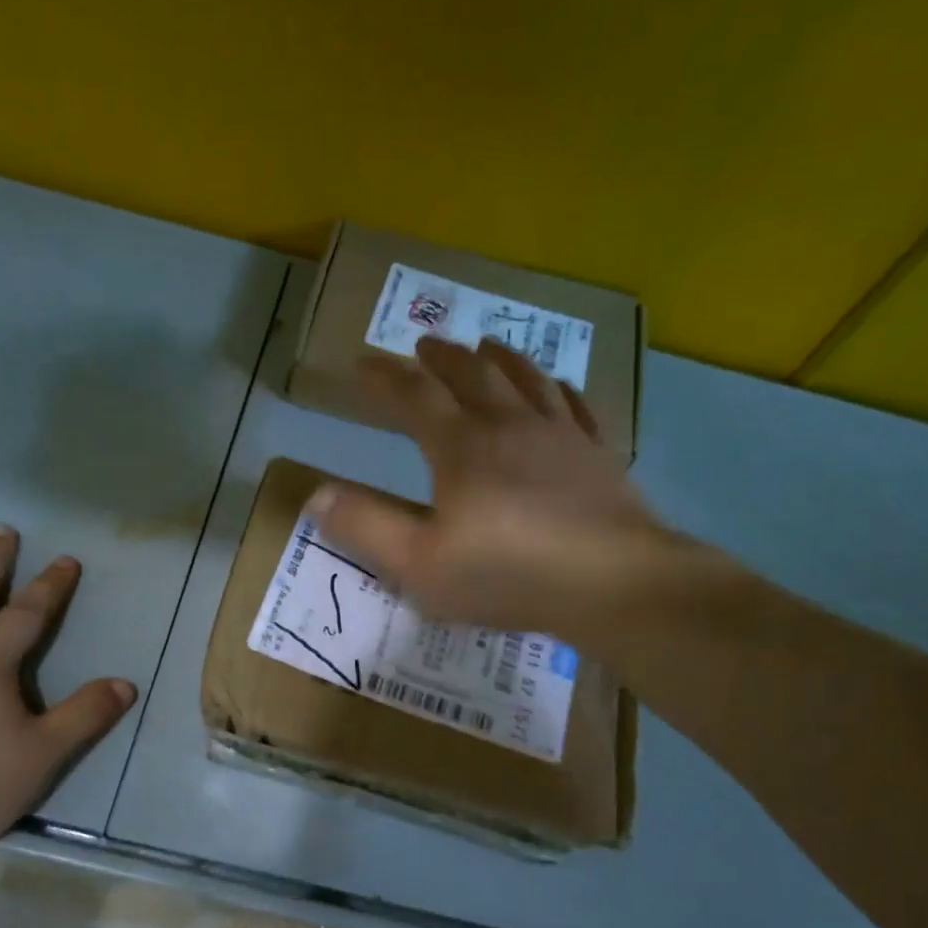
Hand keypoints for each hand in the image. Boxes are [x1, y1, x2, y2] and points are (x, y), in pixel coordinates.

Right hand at [309, 336, 673, 645]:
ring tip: (486, 346)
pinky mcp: (598, 456)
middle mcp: (509, 426)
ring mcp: (560, 436)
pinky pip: (575, 407)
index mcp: (461, 447)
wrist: (611, 583)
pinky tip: (558, 387)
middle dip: (442, 359)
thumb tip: (315, 495)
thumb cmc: (507, 575)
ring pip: (526, 380)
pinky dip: (558, 390)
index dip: (385, 379)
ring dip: (500, 360)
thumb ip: (366, 527)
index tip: (363, 364)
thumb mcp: (419, 563)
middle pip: (471, 376)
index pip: (414, 397)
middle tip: (425, 345)